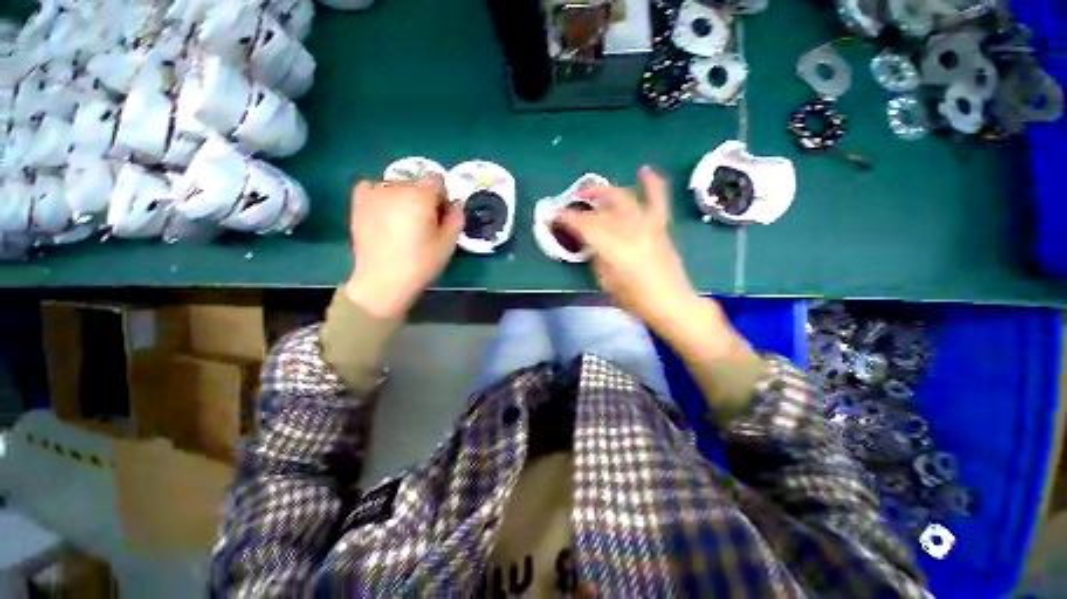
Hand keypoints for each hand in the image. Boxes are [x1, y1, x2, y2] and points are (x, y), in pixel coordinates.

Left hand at [345, 174, 463, 318]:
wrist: (382, 281)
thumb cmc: (420, 264)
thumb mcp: (448, 243)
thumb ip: (456, 217)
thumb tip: (455, 202)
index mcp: (420, 196)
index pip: (436, 178)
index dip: (442, 196)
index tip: (440, 216)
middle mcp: (396, 187)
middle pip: (416, 182)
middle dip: (423, 198)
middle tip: (422, 223)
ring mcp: (374, 192)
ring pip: (397, 186)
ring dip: (403, 198)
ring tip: (401, 223)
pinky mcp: (358, 201)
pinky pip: (374, 188)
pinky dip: (382, 197)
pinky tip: (384, 215)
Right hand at [557, 167, 739, 361]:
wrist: (670, 303)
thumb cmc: (634, 299)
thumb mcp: (605, 281)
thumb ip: (596, 257)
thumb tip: (589, 241)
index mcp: (613, 248)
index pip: (584, 225)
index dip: (567, 218)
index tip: (554, 215)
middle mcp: (629, 231)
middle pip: (601, 210)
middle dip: (582, 205)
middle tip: (570, 204)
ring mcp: (647, 225)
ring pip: (623, 199)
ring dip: (605, 192)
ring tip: (592, 192)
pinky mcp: (661, 226)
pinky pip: (657, 199)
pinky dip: (652, 183)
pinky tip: (644, 170)